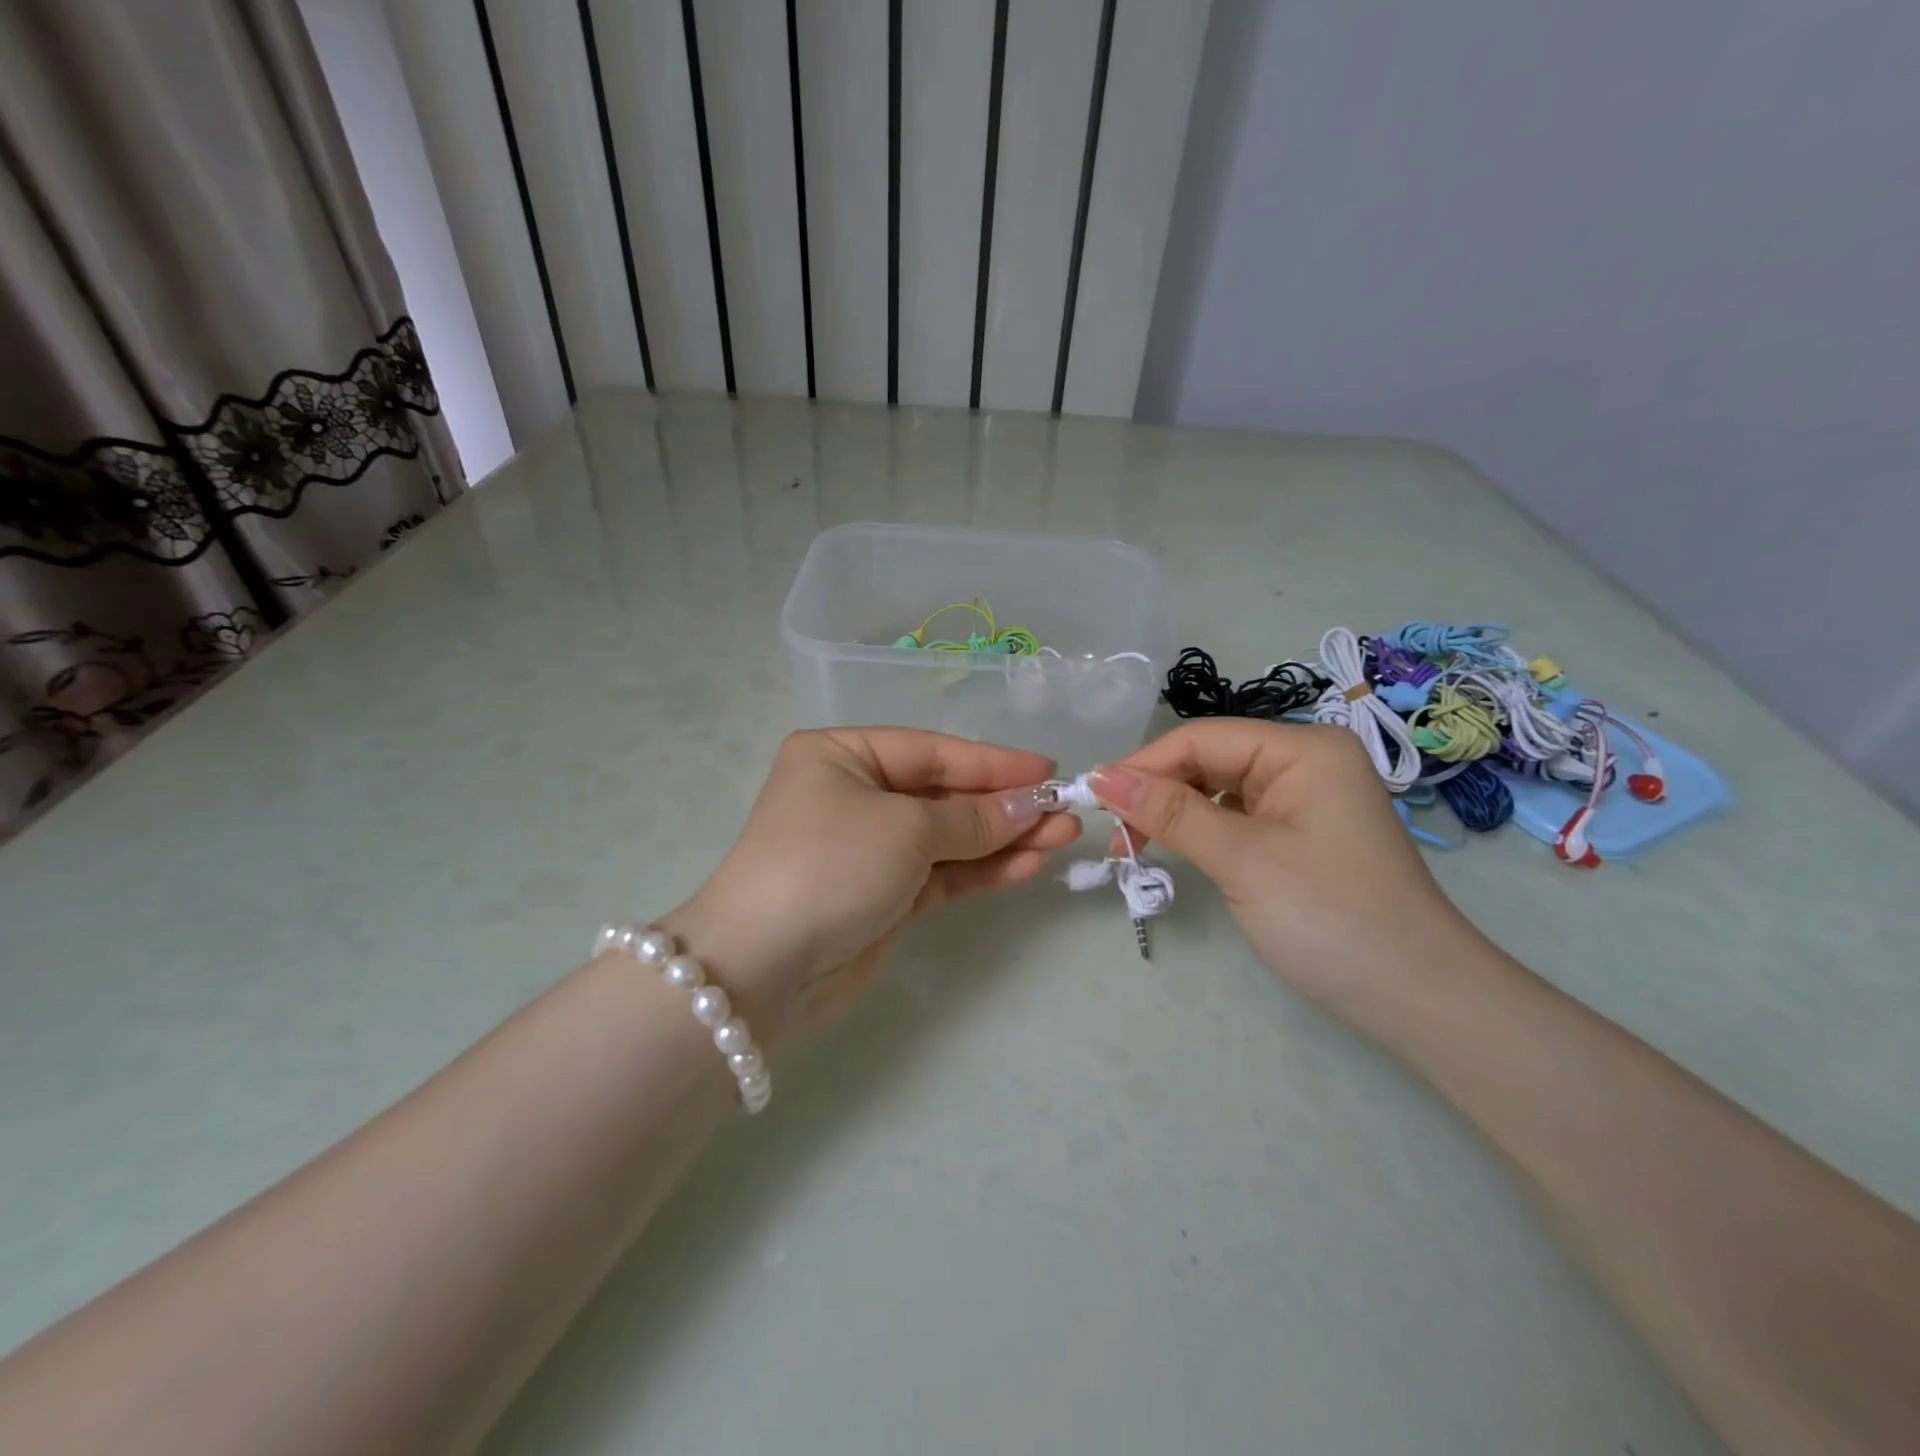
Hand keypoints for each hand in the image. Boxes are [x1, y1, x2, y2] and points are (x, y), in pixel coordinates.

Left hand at [667, 729, 1079, 1048]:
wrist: (761, 970)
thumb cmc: (828, 866)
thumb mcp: (904, 830)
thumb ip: (972, 818)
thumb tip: (1031, 805)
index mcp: (842, 755)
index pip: (932, 751)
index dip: (993, 762)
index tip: (1049, 770)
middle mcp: (855, 795)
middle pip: (944, 794)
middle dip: (1004, 805)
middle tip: (1065, 812)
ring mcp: (870, 849)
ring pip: (948, 837)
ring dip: (1002, 839)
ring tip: (1061, 839)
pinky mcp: (883, 896)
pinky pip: (941, 874)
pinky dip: (981, 871)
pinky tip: (1027, 866)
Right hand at [1086, 720, 1485, 1021]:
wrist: (1418, 1001)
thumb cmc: (1330, 918)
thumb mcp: (1242, 858)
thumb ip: (1170, 812)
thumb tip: (1099, 776)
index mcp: (1303, 749)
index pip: (1202, 739)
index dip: (1143, 766)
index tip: (1091, 800)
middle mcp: (1306, 761)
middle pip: (1210, 761)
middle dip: (1158, 792)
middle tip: (1114, 836)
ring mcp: (1307, 798)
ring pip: (1219, 789)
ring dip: (1175, 813)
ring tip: (1136, 847)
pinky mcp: (1302, 833)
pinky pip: (1238, 816)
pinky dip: (1202, 831)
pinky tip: (1179, 850)